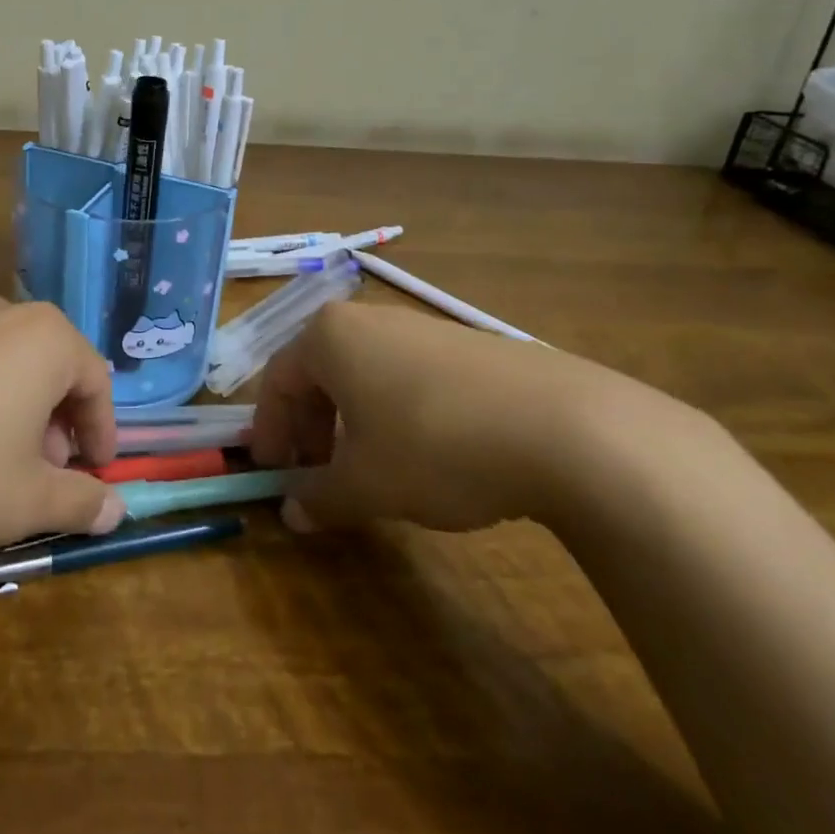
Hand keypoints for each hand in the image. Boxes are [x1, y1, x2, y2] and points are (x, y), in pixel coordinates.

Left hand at [0, 296, 123, 577]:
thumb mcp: (24, 502)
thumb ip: (79, 502)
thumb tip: (116, 512)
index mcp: (42, 337)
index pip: (95, 379)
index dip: (101, 431)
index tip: (95, 474)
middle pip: (46, 364)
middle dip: (54, 421)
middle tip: (42, 474)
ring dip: (10, 409)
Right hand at [251, 302, 644, 533]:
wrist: (565, 428)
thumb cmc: (435, 446)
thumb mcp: (367, 484)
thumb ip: (320, 497)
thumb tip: (293, 513)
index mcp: (329, 337)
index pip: (277, 381)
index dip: (269, 431)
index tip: (271, 473)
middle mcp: (368, 320)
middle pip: (318, 374)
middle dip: (309, 428)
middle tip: (315, 475)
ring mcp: (420, 327)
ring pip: (363, 375)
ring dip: (350, 423)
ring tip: (366, 470)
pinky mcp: (465, 345)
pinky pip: (406, 376)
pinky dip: (392, 414)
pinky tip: (421, 455)